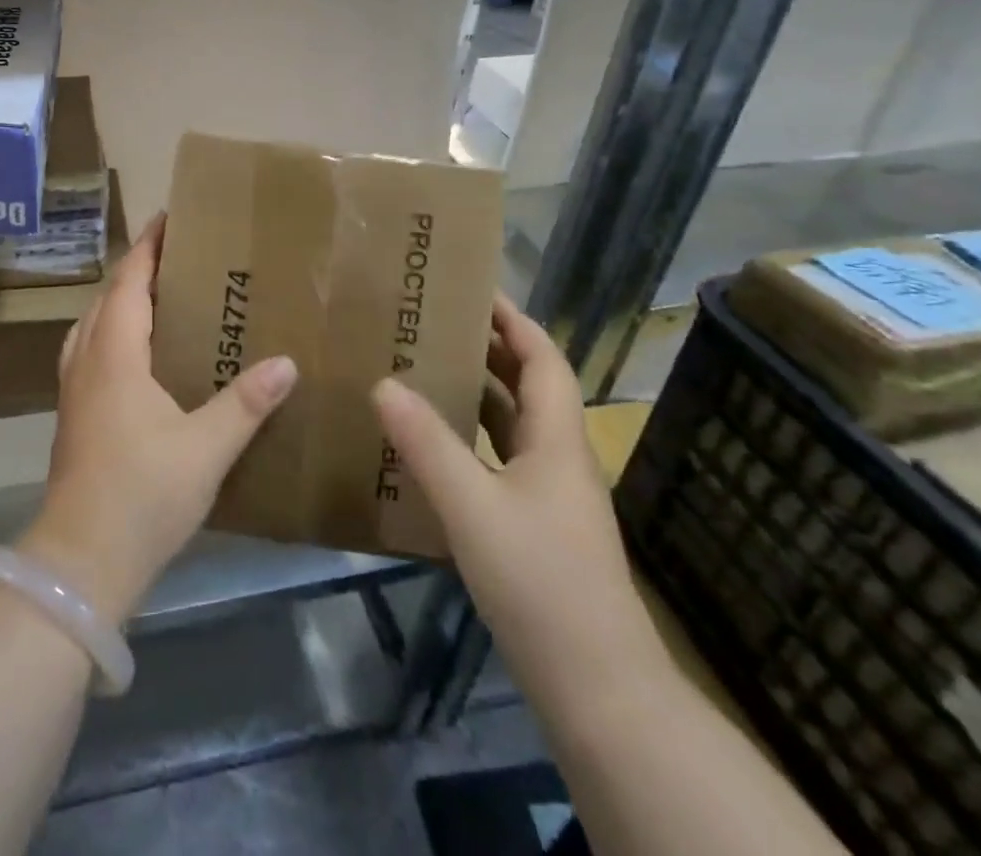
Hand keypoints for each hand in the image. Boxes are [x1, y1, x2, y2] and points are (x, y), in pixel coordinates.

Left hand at [19, 214, 297, 625]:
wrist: (81, 559)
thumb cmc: (143, 494)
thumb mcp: (206, 449)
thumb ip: (246, 403)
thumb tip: (286, 363)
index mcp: (115, 354)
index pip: (130, 281)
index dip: (147, 246)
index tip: (169, 218)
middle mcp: (88, 360)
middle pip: (108, 296)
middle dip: (137, 269)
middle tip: (178, 257)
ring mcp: (74, 387)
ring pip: (94, 323)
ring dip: (120, 301)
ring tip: (159, 297)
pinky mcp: (73, 413)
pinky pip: (90, 350)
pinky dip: (111, 332)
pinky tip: (136, 355)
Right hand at [372, 295, 660, 699]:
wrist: (597, 689)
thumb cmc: (541, 582)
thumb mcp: (473, 506)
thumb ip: (427, 443)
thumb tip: (383, 382)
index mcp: (557, 441)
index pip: (543, 359)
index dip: (514, 320)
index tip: (472, 290)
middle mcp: (558, 460)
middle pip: (529, 388)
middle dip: (488, 350)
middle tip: (433, 325)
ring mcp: (548, 498)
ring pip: (512, 427)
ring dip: (476, 395)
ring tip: (424, 371)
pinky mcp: (534, 530)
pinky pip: (498, 463)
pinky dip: (469, 442)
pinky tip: (431, 448)